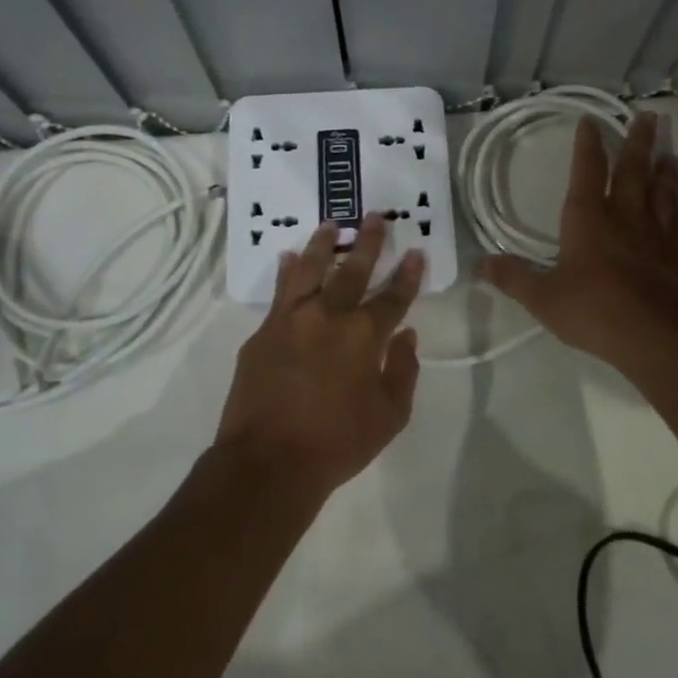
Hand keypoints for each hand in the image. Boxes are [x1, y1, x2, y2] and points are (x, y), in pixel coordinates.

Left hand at [214, 213, 423, 499]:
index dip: (408, 274)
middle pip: (352, 270)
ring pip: (309, 269)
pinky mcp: (262, 332)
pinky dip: (287, 272)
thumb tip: (407, 336)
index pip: (393, 297)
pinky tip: (288, 259)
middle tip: (375, 216)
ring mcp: (290, 320)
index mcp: (363, 336)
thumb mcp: (389, 416)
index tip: (415, 252)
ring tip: (329, 225)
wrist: (268, 461)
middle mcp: (328, 316)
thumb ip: (403, 371)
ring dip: (322, 245)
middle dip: (367, 242)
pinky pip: (278, 292)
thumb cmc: (337, 443)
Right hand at [479, 112, 677, 367]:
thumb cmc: (591, 310)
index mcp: (587, 219)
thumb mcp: (540, 297)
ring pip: (658, 190)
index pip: (586, 172)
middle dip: (636, 142)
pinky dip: (676, 200)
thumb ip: (511, 278)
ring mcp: (654, 233)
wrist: (652, 335)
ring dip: (661, 167)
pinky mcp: (675, 254)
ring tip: (666, 149)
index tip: (590, 120)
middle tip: (648, 116)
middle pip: (632, 170)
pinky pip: (676, 217)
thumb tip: (479, 264)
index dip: (587, 145)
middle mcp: (623, 216)